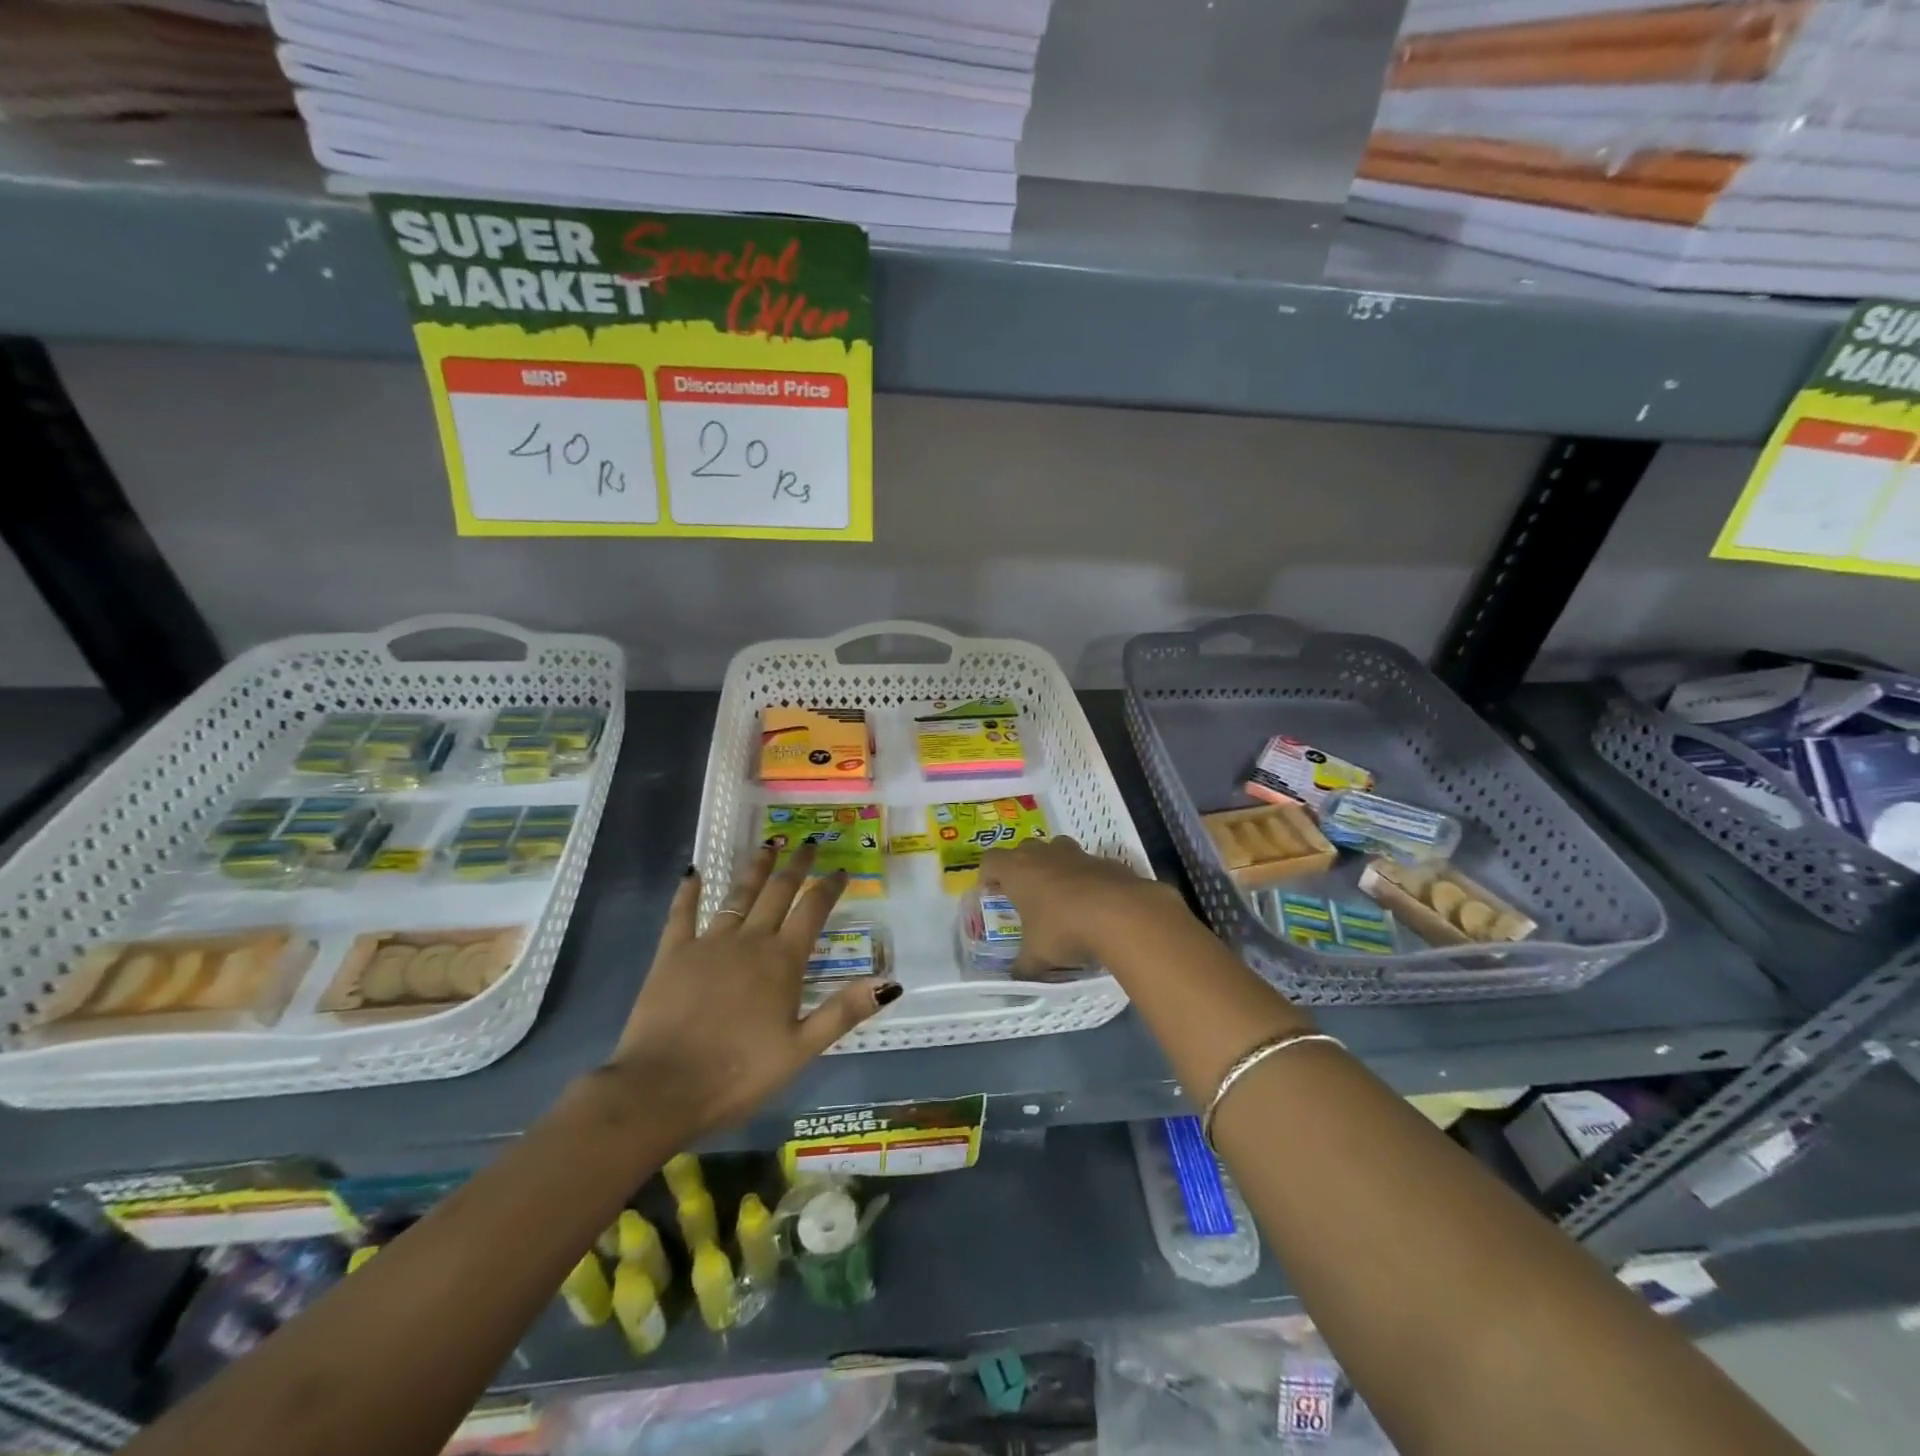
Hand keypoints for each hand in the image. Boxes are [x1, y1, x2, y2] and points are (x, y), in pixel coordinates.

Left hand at [606, 844, 898, 1136]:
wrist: (663, 1088)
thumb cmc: (739, 1073)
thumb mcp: (801, 1049)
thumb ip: (844, 1011)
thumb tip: (891, 983)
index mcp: (783, 961)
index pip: (813, 911)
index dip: (829, 887)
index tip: (841, 870)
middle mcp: (750, 941)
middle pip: (778, 892)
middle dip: (796, 866)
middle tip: (807, 844)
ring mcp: (709, 943)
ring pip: (737, 894)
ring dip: (755, 869)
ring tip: (768, 846)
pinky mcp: (672, 953)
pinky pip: (682, 913)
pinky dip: (688, 891)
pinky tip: (692, 872)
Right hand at [979, 836, 1185, 974]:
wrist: (1121, 914)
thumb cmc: (1064, 929)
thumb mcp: (1037, 956)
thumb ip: (1023, 966)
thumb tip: (1015, 978)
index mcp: (1017, 870)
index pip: (990, 861)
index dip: (988, 875)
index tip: (992, 893)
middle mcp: (1044, 854)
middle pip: (1024, 850)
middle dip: (1022, 869)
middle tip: (1025, 895)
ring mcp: (1077, 854)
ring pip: (1057, 850)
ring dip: (1054, 868)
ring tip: (1059, 897)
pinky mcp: (1105, 861)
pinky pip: (1088, 866)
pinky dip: (1086, 879)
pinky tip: (1093, 905)